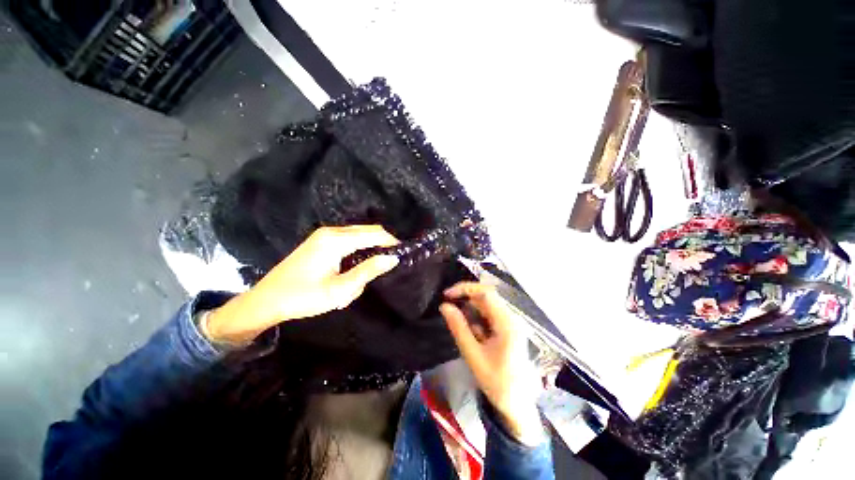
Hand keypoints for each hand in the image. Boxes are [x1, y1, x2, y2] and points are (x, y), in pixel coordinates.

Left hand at [205, 225, 398, 343]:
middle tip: (386, 267)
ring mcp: (324, 235)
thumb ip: (368, 271)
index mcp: (336, 240)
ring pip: (358, 237)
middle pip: (367, 231)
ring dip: (367, 252)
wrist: (266, 300)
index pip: (374, 234)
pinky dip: (356, 253)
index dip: (391, 242)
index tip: (403, 254)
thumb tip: (392, 258)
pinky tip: (351, 271)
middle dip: (380, 247)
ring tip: (364, 276)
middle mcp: (331, 231)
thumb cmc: (303, 297)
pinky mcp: (321, 241)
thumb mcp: (340, 289)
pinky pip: (348, 241)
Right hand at [440, 282, 545, 444]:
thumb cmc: (496, 382)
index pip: (485, 293)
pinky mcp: (507, 328)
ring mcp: (510, 322)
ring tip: (467, 333)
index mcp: (506, 323)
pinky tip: (476, 338)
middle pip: (486, 296)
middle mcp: (511, 318)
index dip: (464, 289)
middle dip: (466, 298)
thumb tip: (444, 306)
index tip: (446, 295)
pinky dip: (476, 320)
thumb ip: (458, 328)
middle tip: (448, 306)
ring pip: (486, 305)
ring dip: (471, 312)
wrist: (518, 404)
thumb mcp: (473, 355)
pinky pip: (489, 315)